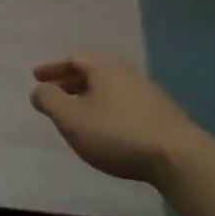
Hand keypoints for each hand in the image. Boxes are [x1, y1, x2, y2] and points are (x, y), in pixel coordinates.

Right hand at [30, 54, 207, 185]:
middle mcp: (126, 73)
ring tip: (77, 112)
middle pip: (94, 71)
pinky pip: (124, 102)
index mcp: (104, 68)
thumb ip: (50, 101)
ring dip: (89, 96)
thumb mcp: (72, 119)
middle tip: (54, 93)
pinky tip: (105, 127)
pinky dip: (107, 108)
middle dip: (70, 81)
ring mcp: (147, 92)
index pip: (74, 59)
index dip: (53, 68)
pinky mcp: (161, 113)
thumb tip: (37, 89)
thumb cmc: (116, 133)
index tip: (37, 77)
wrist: (177, 156)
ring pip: (110, 87)